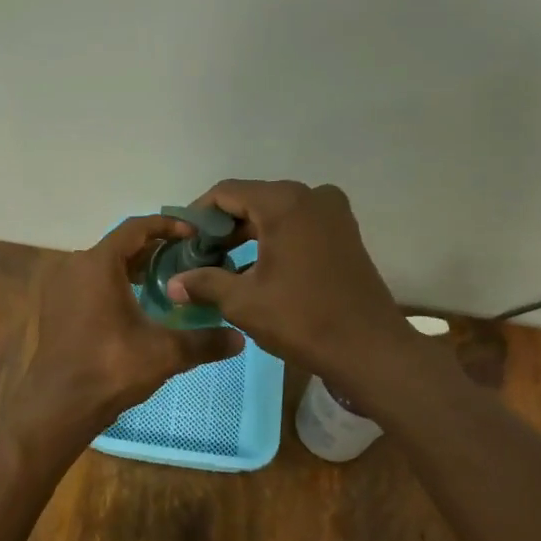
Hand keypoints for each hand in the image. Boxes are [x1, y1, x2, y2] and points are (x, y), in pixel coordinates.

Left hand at [10, 214, 243, 440]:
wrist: (60, 405)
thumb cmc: (111, 368)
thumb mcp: (165, 352)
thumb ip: (204, 342)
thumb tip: (241, 339)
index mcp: (98, 264)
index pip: (136, 228)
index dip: (168, 226)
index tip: (195, 234)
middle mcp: (75, 267)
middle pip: (120, 246)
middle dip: (154, 250)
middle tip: (187, 260)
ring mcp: (61, 289)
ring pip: (103, 266)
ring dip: (133, 269)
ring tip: (167, 283)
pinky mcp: (56, 310)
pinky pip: (89, 285)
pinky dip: (114, 286)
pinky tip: (137, 307)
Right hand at [165, 180, 410, 385]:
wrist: (368, 348)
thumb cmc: (301, 320)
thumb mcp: (243, 302)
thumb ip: (204, 283)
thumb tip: (172, 284)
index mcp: (284, 203)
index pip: (226, 192)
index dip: (199, 215)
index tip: (183, 241)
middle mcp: (311, 197)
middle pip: (253, 200)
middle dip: (223, 228)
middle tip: (199, 258)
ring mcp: (333, 214)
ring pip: (276, 214)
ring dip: (248, 235)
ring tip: (222, 267)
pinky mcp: (344, 233)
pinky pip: (299, 226)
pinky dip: (274, 241)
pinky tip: (256, 270)